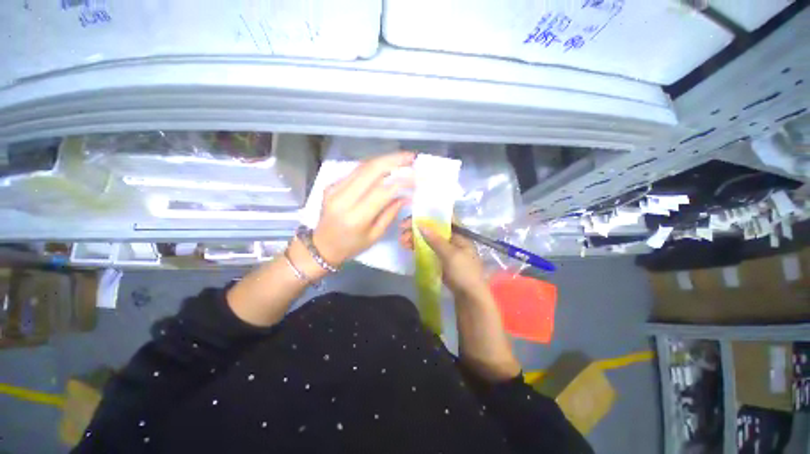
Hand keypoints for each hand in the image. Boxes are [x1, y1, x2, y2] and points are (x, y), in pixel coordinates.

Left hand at [312, 152, 414, 267]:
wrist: (321, 246)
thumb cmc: (351, 246)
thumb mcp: (375, 235)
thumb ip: (390, 213)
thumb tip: (406, 196)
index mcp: (355, 217)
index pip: (381, 191)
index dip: (401, 180)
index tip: (417, 175)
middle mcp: (343, 199)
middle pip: (371, 171)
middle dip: (394, 160)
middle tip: (411, 157)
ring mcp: (334, 189)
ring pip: (363, 166)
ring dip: (384, 159)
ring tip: (402, 157)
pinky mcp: (331, 184)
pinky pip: (355, 171)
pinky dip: (373, 165)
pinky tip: (385, 164)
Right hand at [399, 218, 488, 298]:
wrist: (470, 297)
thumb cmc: (464, 273)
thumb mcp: (450, 255)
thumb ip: (435, 240)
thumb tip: (420, 224)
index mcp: (459, 234)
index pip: (443, 219)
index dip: (427, 215)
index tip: (412, 217)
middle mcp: (452, 239)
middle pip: (433, 229)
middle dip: (417, 229)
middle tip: (402, 232)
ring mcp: (446, 250)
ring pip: (428, 239)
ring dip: (415, 238)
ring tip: (402, 242)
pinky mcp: (441, 259)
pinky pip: (428, 249)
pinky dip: (418, 248)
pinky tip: (408, 247)